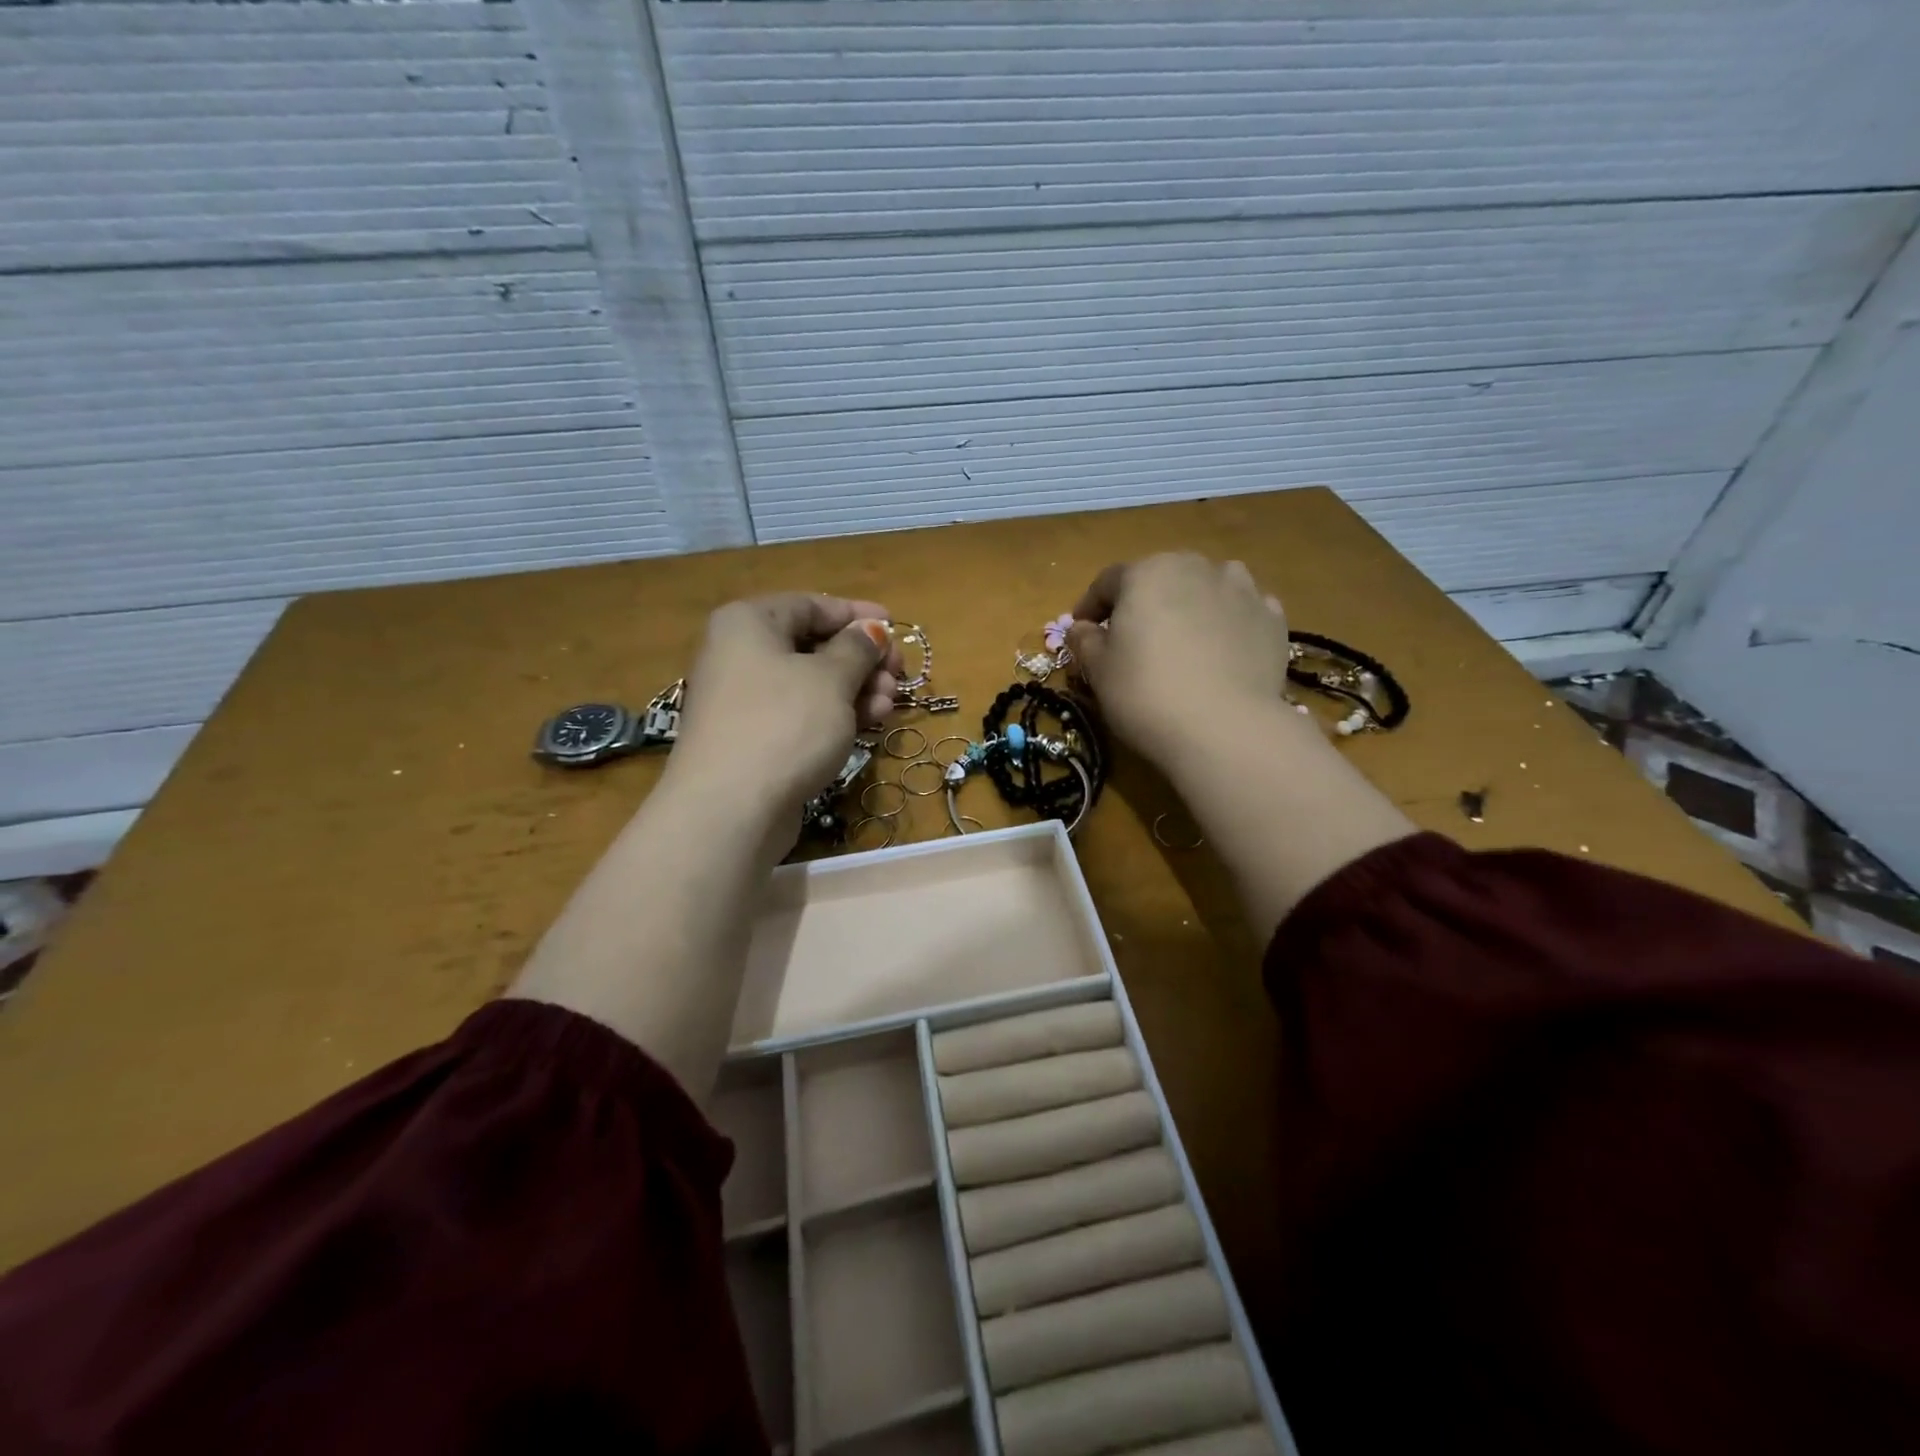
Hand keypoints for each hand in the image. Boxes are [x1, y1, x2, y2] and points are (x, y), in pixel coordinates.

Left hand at [667, 593, 903, 825]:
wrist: (731, 808)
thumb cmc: (784, 724)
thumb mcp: (831, 678)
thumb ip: (857, 648)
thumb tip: (871, 630)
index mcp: (749, 623)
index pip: (810, 605)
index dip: (856, 615)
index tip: (894, 626)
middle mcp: (739, 654)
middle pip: (812, 646)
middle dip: (861, 660)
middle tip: (898, 675)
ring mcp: (745, 700)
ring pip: (811, 684)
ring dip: (856, 690)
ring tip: (889, 703)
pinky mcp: (754, 739)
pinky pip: (801, 714)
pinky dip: (835, 714)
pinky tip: (870, 722)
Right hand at [1067, 554, 1290, 764]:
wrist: (1226, 728)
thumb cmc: (1146, 693)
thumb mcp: (1098, 671)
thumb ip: (1084, 641)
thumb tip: (1081, 628)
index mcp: (1147, 573)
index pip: (1108, 582)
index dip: (1090, 606)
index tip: (1082, 631)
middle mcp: (1196, 567)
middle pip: (1161, 579)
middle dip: (1143, 603)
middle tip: (1132, 638)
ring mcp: (1242, 590)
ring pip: (1206, 588)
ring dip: (1190, 605)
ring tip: (1183, 639)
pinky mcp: (1272, 619)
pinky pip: (1240, 612)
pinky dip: (1227, 624)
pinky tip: (1221, 652)